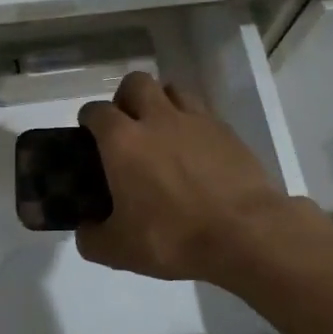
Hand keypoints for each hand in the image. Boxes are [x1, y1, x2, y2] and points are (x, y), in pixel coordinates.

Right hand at [75, 73, 291, 281]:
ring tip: (162, 133)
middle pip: (135, 83)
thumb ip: (91, 238)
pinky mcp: (227, 131)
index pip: (96, 111)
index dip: (89, 120)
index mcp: (123, 141)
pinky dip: (192, 123)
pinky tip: (195, 151)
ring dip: (161, 103)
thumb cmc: (174, 238)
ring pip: (172, 90)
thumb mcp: (119, 250)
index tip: (88, 136)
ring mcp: (196, 121)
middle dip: (125, 98)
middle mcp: (157, 119)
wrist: (246, 234)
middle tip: (127, 128)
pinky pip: (202, 113)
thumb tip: (86, 230)